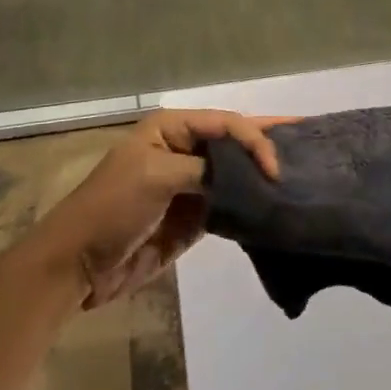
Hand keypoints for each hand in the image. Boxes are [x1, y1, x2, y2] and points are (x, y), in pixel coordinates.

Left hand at [40, 109, 285, 308]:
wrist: (79, 265)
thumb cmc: (111, 209)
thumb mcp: (156, 177)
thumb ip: (204, 170)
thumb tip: (243, 179)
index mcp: (170, 129)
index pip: (226, 124)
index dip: (255, 140)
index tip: (275, 170)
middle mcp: (183, 150)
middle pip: (235, 142)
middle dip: (268, 142)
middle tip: (311, 141)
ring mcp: (190, 184)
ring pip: (236, 173)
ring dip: (263, 174)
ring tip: (305, 174)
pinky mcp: (194, 216)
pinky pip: (230, 204)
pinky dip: (252, 204)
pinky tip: (278, 203)